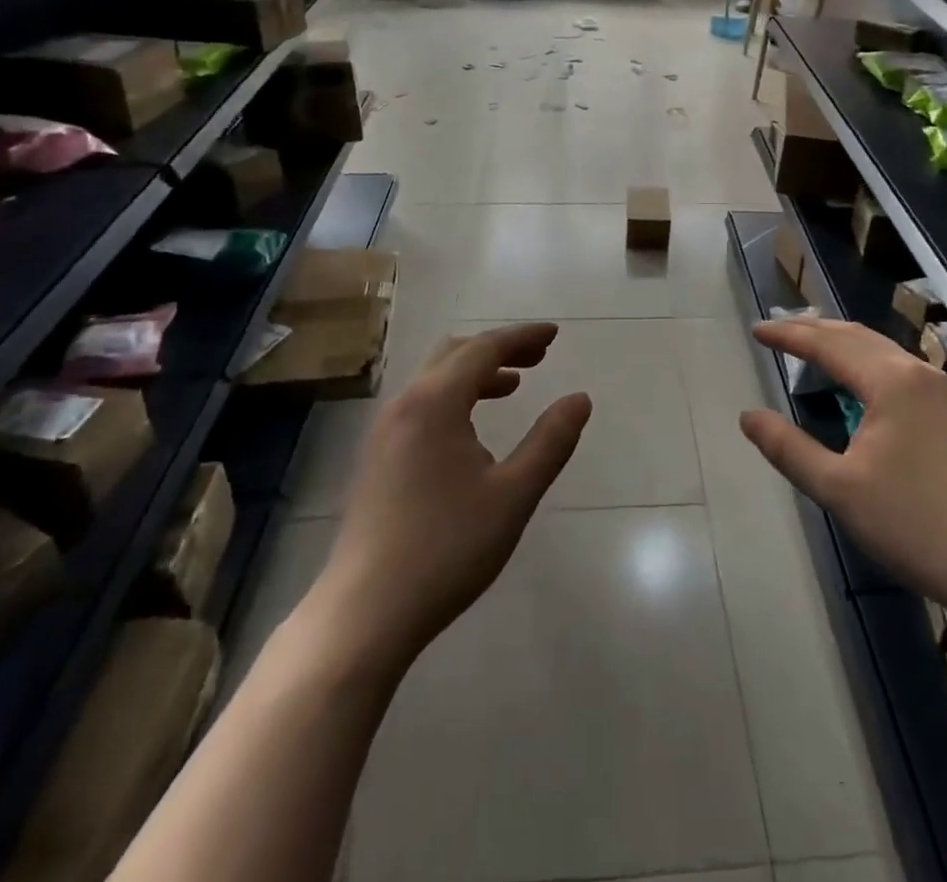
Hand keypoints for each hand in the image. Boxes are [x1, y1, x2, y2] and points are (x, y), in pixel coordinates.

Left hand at [301, 324, 591, 677]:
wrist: (365, 612)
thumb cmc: (446, 548)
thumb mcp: (513, 494)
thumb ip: (550, 441)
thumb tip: (580, 399)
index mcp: (435, 401)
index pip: (484, 347)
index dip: (522, 337)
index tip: (554, 335)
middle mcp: (404, 404)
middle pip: (454, 353)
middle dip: (498, 348)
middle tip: (537, 359)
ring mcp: (384, 430)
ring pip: (434, 378)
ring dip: (475, 373)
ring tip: (512, 388)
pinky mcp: (376, 457)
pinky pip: (420, 403)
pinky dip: (453, 396)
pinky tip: (472, 431)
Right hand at [740, 319, 946, 615]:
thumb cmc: (915, 525)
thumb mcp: (838, 489)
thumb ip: (788, 448)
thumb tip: (747, 416)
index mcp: (891, 381)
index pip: (828, 344)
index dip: (788, 335)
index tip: (756, 330)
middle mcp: (918, 373)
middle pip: (856, 336)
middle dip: (813, 329)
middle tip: (777, 328)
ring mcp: (942, 392)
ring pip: (881, 350)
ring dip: (841, 342)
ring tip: (810, 343)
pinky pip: (898, 368)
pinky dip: (865, 361)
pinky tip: (858, 380)